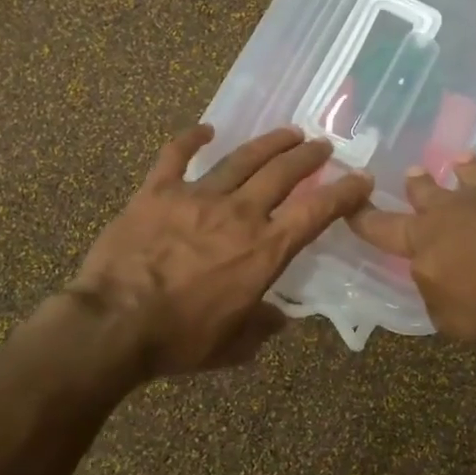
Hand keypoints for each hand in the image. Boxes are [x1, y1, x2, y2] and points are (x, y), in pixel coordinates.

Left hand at [70, 126, 372, 377]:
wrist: (115, 324)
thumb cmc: (180, 338)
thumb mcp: (234, 345)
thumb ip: (263, 326)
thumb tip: (281, 318)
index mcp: (265, 249)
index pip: (316, 212)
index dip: (344, 193)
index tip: (360, 179)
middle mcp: (239, 213)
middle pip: (283, 173)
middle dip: (308, 157)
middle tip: (322, 146)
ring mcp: (197, 197)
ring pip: (241, 159)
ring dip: (269, 143)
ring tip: (288, 132)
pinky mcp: (157, 191)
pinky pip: (176, 155)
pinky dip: (191, 139)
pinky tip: (206, 129)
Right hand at [348, 155, 475, 343]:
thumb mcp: (454, 319)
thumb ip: (442, 300)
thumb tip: (444, 288)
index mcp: (425, 240)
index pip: (383, 228)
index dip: (365, 219)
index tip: (351, 204)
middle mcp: (456, 210)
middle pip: (429, 192)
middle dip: (418, 184)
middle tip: (412, 172)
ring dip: (467, 170)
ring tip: (463, 159)